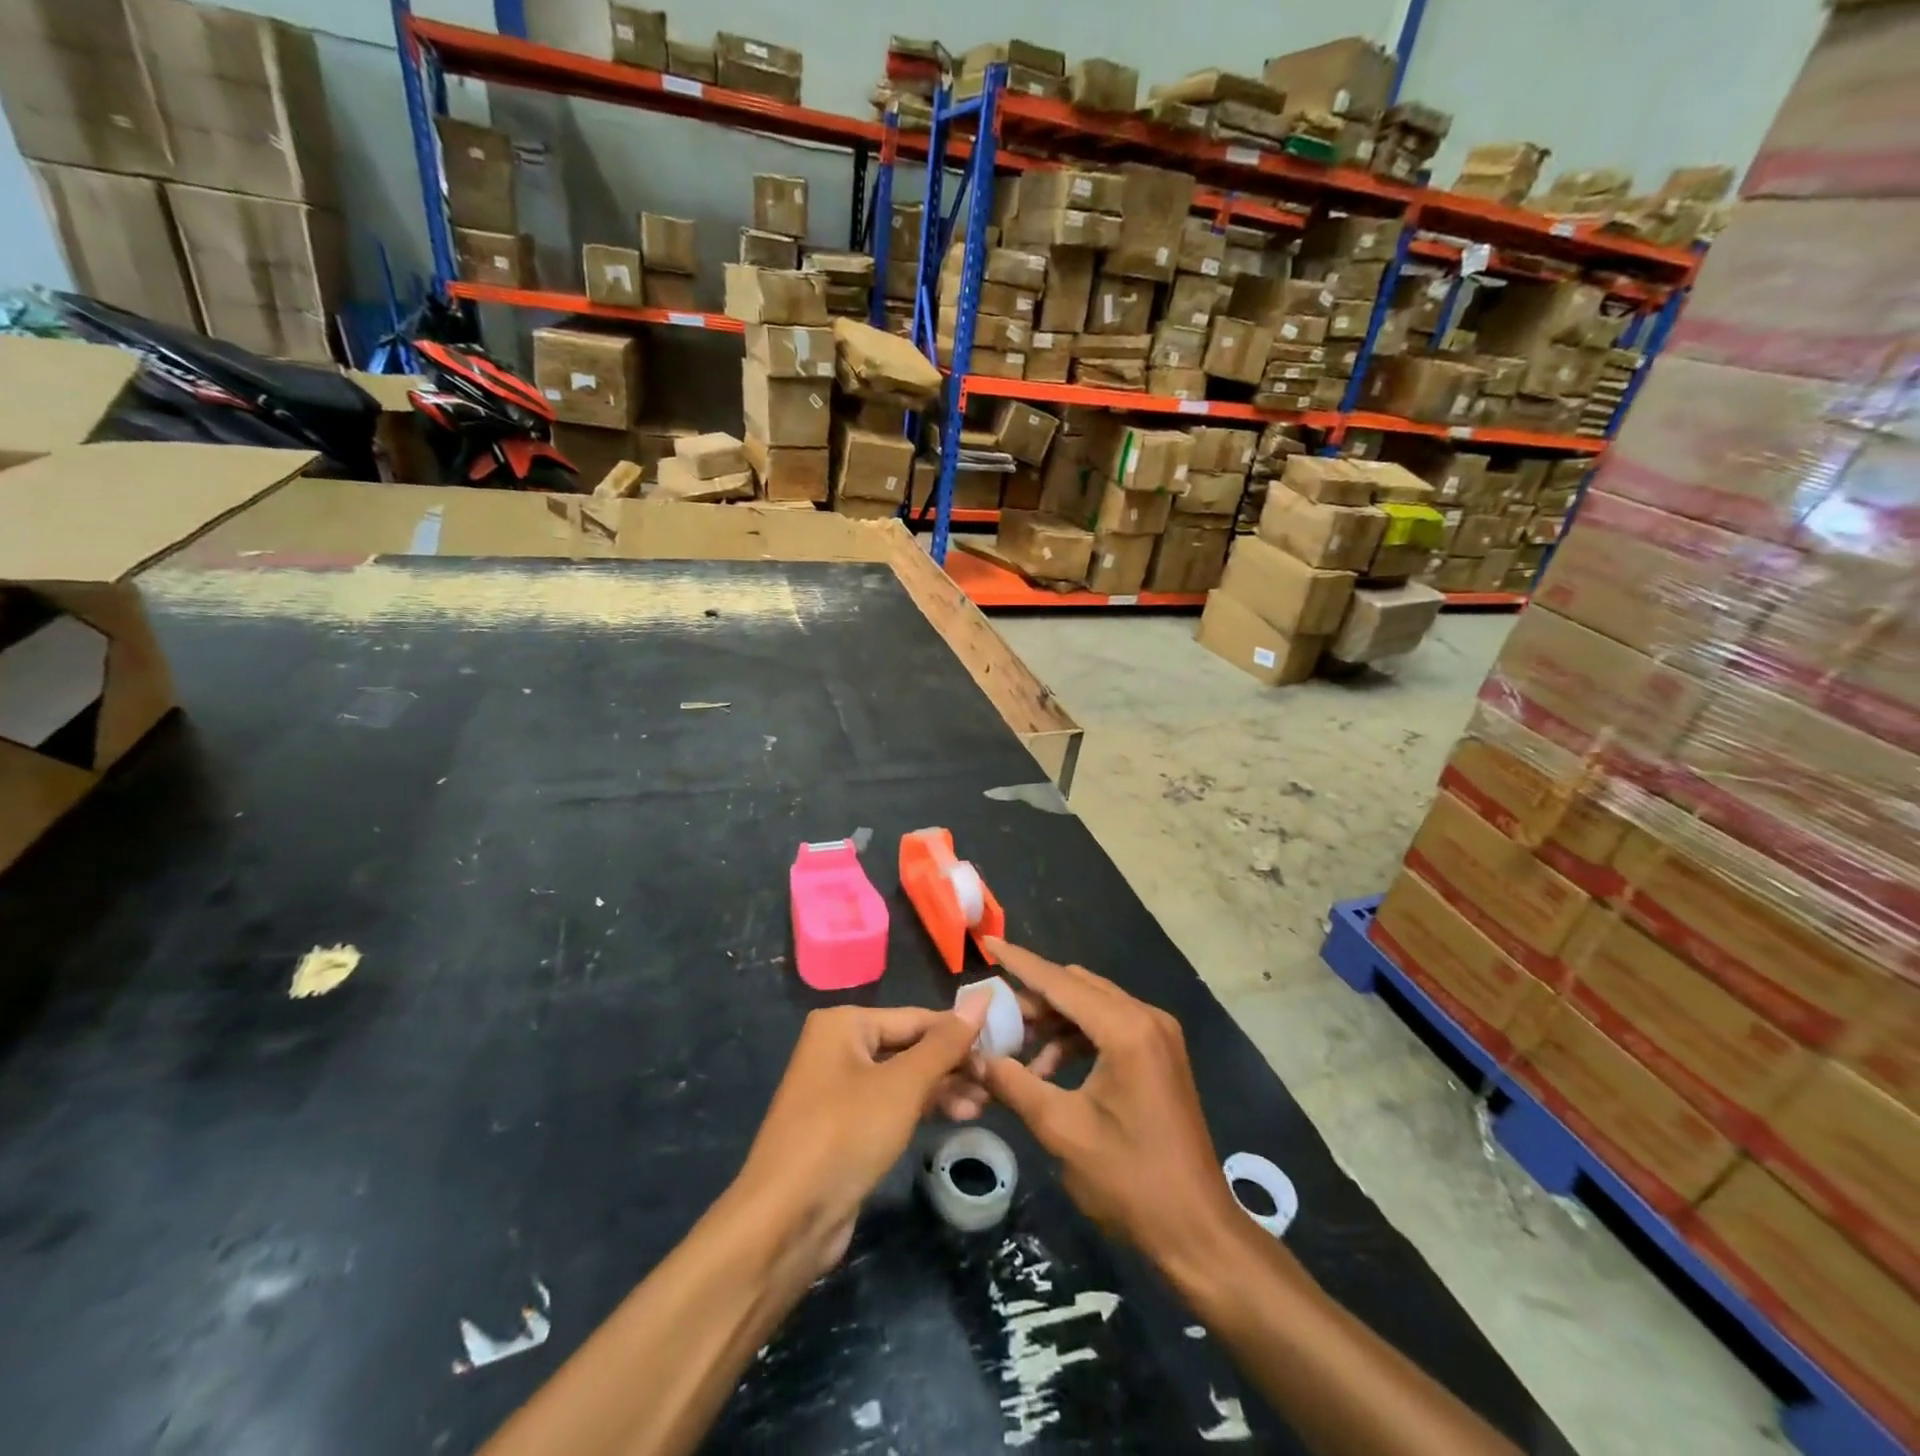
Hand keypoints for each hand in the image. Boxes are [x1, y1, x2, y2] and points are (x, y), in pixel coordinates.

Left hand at [734, 1000, 987, 1277]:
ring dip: (943, 1089)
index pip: (917, 1018)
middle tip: (997, 1082)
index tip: (1004, 1048)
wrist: (785, 1221)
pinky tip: (958, 1117)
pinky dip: (922, 1108)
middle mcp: (838, 1047)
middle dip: (952, 1065)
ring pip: (903, 1078)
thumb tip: (983, 996)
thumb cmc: (845, 1135)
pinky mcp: (844, 1126)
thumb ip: (946, 1043)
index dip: (961, 1033)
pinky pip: (892, 1104)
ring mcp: (839, 1088)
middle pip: (910, 1046)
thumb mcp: (903, 1086)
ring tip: (985, 1105)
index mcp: (844, 1024)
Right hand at [977, 939, 1241, 1266]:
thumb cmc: (1130, 1180)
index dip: (1020, 962)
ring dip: (1053, 1020)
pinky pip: (1108, 1025)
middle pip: (1077, 988)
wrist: (1197, 1229)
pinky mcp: (1159, 1052)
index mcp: (1126, 1029)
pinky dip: (1076, 1037)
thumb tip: (976, 1057)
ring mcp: (1157, 1034)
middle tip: (994, 1019)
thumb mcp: (1062, 1130)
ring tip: (1016, 1050)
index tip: (988, 941)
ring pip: (1092, 1005)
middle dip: (1034, 998)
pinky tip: (1048, 1068)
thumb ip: (1015, 1084)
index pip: (1061, 982)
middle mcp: (1146, 1018)